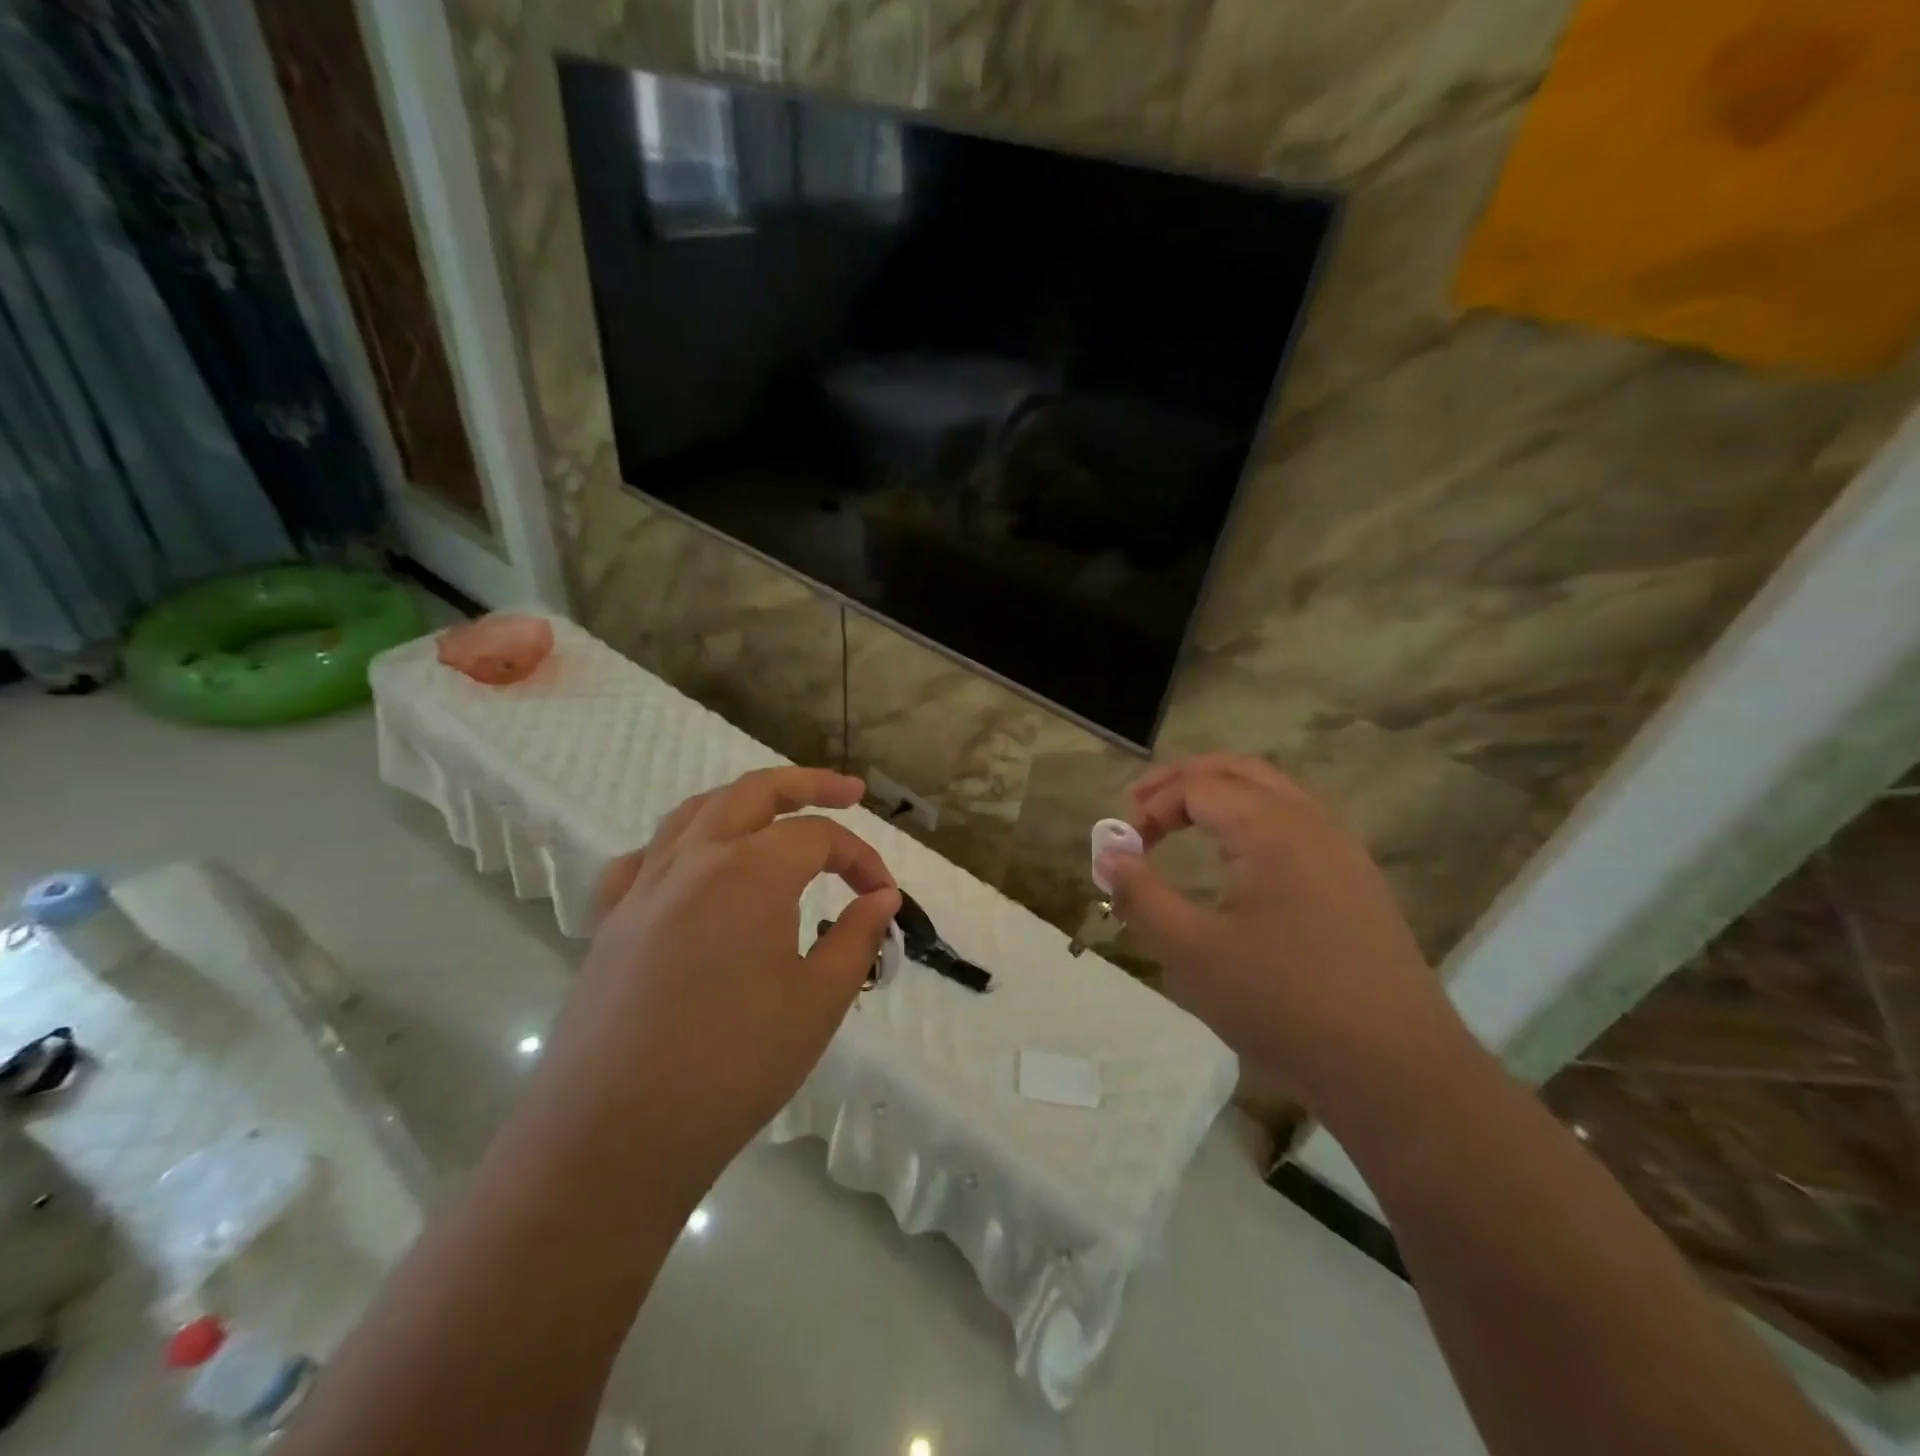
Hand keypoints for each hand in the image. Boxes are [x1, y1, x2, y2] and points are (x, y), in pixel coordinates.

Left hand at [532, 767, 899, 1203]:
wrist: (614, 1134)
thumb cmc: (733, 1067)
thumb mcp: (817, 1002)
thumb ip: (856, 937)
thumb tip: (881, 898)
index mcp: (751, 872)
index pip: (819, 838)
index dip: (860, 858)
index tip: (883, 895)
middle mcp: (695, 860)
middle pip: (754, 792)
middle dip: (807, 784)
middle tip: (848, 792)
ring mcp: (644, 886)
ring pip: (697, 812)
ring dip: (744, 802)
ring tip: (776, 816)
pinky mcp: (610, 920)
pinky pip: (646, 858)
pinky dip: (679, 846)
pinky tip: (692, 869)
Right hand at [1100, 755, 1463, 1117]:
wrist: (1397, 1070)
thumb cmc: (1283, 1003)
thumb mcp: (1191, 952)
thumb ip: (1141, 895)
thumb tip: (1108, 854)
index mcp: (1272, 828)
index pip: (1198, 787)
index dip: (1152, 806)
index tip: (1125, 847)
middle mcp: (1312, 823)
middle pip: (1239, 771)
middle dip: (1184, 780)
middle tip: (1141, 804)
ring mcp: (1342, 851)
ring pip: (1273, 794)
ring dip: (1221, 797)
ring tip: (1182, 822)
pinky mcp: (1357, 883)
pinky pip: (1296, 825)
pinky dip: (1252, 821)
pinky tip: (1237, 861)